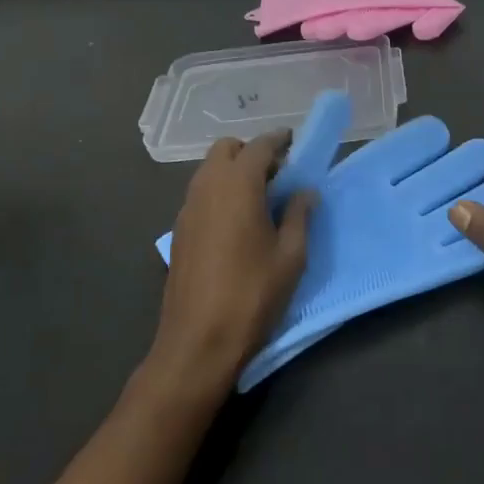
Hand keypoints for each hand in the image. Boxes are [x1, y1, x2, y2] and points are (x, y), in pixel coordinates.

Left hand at [150, 132, 314, 395]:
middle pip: (227, 149)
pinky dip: (219, 191)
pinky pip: (200, 193)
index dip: (278, 141)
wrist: (197, 342)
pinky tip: (235, 221)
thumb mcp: (291, 257)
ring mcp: (187, 208)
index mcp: (238, 184)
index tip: (294, 142)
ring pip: (210, 170)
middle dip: (251, 152)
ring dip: (233, 171)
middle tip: (276, 175)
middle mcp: (207, 186)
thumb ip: (299, 216)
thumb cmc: (252, 295)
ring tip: (259, 199)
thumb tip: (305, 192)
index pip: (259, 146)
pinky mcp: (178, 230)